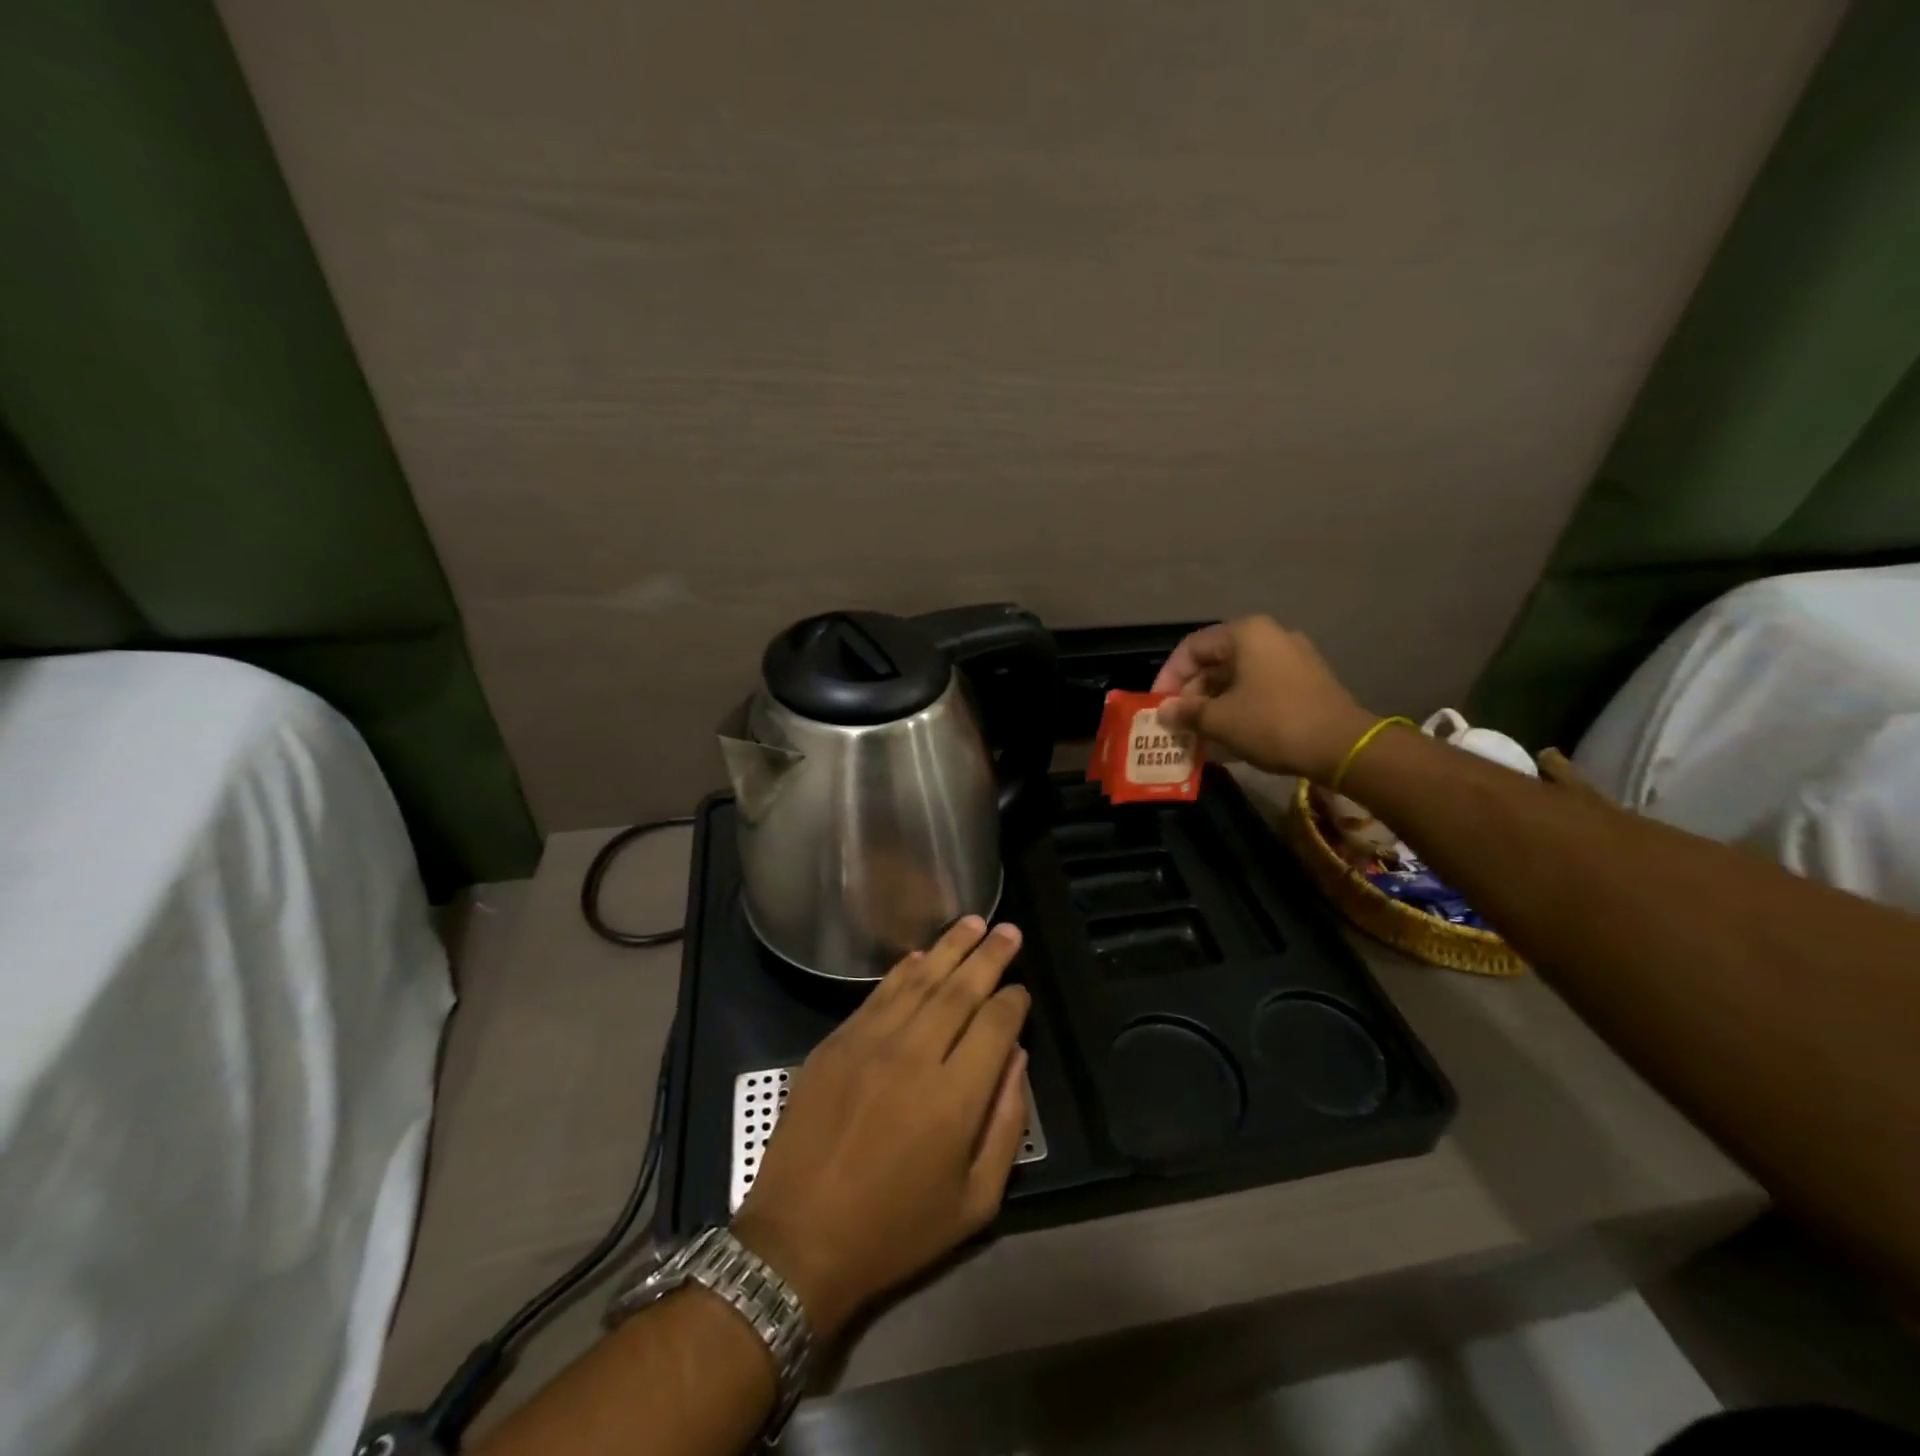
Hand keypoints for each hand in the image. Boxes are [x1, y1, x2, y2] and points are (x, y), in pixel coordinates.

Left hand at [731, 917, 1030, 1343]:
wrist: (798, 1241)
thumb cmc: (894, 1231)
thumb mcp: (973, 1202)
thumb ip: (1005, 1125)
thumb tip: (1015, 1059)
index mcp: (955, 1097)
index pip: (994, 1026)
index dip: (1012, 1001)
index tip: (1021, 990)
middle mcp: (915, 1055)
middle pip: (960, 990)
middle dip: (989, 956)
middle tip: (1009, 930)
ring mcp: (870, 1043)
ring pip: (920, 980)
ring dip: (949, 948)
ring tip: (972, 922)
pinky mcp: (836, 1042)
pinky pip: (879, 994)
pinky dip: (904, 970)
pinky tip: (920, 955)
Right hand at [1151, 617, 1376, 782]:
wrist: (1342, 746)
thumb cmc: (1272, 723)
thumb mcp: (1220, 720)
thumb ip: (1186, 712)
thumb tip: (1164, 712)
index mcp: (1246, 633)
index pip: (1191, 648)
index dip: (1168, 677)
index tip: (1158, 706)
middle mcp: (1270, 635)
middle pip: (1215, 660)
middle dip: (1191, 692)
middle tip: (1176, 721)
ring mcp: (1293, 657)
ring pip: (1238, 675)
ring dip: (1213, 701)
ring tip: (1198, 730)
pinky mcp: (1307, 680)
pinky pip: (1260, 686)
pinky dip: (1238, 704)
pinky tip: (1228, 731)